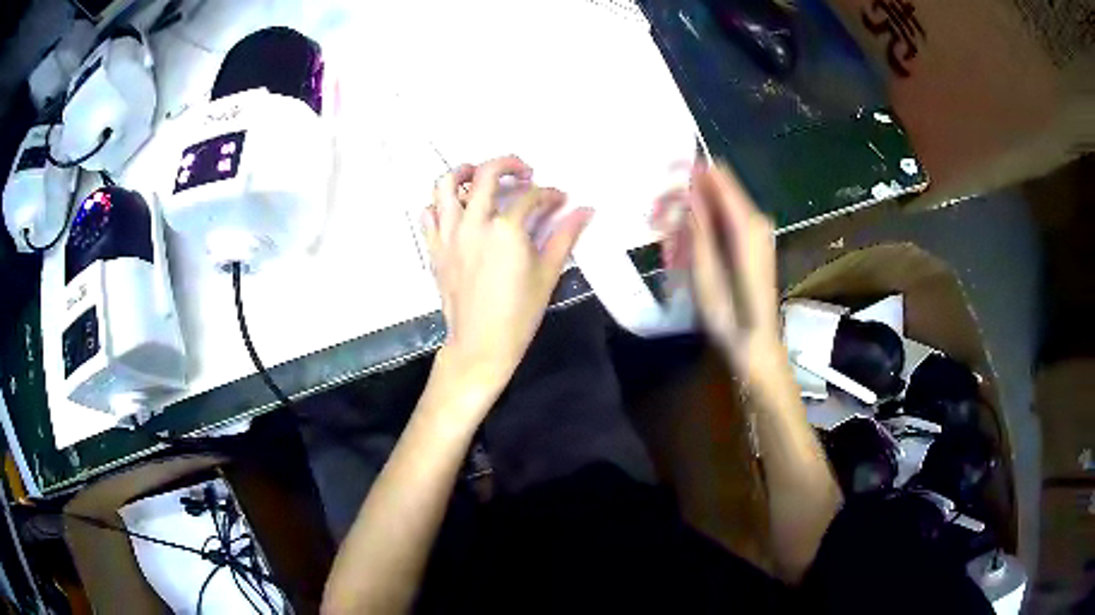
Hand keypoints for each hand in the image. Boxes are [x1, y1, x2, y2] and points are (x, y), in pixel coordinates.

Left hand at [423, 155, 592, 397]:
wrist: (480, 344)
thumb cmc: (519, 313)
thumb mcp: (548, 274)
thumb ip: (566, 236)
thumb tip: (586, 210)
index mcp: (506, 230)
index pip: (530, 196)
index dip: (549, 193)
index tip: (559, 199)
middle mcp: (474, 223)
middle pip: (486, 174)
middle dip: (509, 164)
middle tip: (523, 171)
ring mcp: (449, 234)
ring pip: (446, 185)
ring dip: (464, 172)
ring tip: (478, 175)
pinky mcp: (435, 248)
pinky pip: (429, 214)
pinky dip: (440, 204)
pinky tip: (456, 209)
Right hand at [656, 162, 779, 372]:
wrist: (755, 345)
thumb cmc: (729, 315)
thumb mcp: (706, 272)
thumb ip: (698, 226)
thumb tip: (687, 186)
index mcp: (747, 224)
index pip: (718, 176)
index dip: (690, 169)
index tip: (659, 177)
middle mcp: (755, 219)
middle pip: (716, 188)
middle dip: (684, 196)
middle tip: (655, 218)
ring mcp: (755, 231)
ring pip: (716, 204)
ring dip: (689, 214)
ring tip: (665, 239)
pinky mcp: (751, 242)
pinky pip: (722, 220)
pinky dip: (701, 227)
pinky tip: (683, 248)